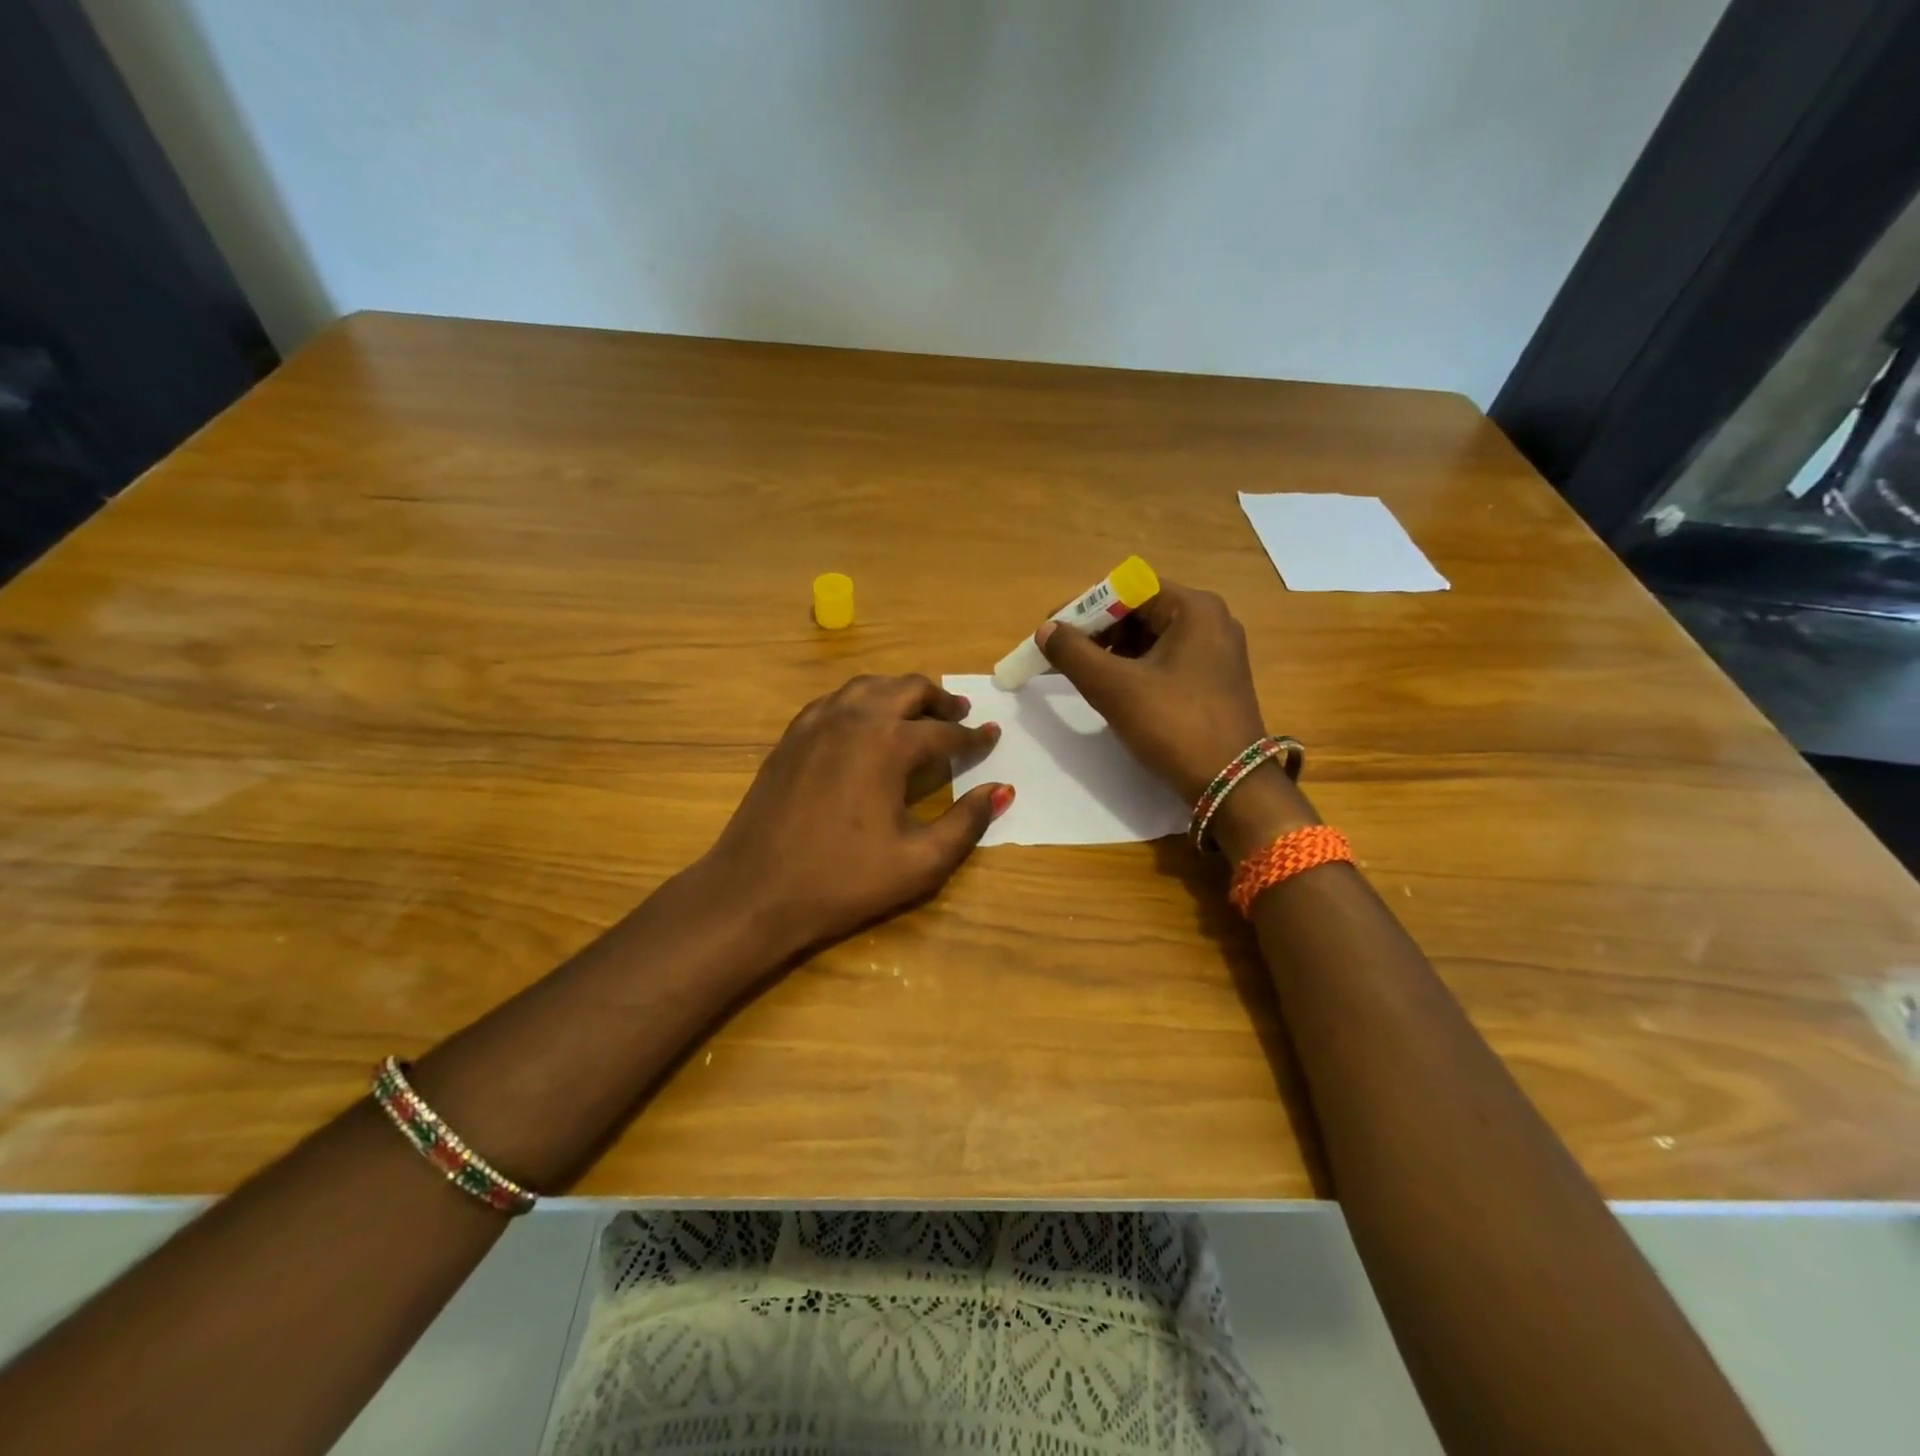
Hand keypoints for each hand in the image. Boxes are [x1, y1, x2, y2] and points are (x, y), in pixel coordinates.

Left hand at [700, 674, 1008, 960]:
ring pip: (868, 686)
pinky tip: (866, 723)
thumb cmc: (843, 880)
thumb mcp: (920, 862)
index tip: (992, 737)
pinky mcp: (791, 736)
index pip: (944, 732)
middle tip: (960, 712)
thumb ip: (967, 823)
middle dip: (939, 699)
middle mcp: (854, 718)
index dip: (973, 737)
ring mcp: (816, 723)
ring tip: (917, 711)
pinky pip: (835, 700)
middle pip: (906, 689)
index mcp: (888, 744)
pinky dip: (861, 701)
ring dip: (899, 692)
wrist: (755, 892)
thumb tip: (1002, 791)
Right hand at [1035, 581, 1315, 858]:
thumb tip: (1045, 630)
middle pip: (1140, 610)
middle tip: (1061, 654)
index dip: (1084, 606)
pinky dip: (1133, 667)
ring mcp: (1216, 651)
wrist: (1231, 784)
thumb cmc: (1174, 725)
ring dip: (1111, 650)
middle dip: (1096, 629)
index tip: (1052, 630)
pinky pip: (1165, 659)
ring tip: (1079, 673)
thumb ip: (1073, 653)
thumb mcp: (1115, 687)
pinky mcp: (1214, 679)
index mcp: (1194, 609)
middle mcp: (1210, 620)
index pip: (1128, 588)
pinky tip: (1110, 688)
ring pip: (1151, 636)